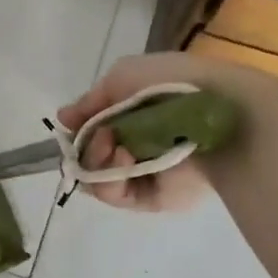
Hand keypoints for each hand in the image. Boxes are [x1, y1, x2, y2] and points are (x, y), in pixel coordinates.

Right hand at [56, 52, 222, 213]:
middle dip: (86, 148)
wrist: (214, 109)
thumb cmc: (171, 84)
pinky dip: (110, 179)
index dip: (79, 132)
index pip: (93, 132)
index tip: (74, 125)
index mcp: (134, 117)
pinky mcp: (155, 200)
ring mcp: (146, 175)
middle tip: (101, 137)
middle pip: (90, 159)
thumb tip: (63, 118)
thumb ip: (90, 102)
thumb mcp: (122, 77)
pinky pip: (118, 196)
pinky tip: (125, 159)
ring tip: (113, 145)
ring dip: (96, 162)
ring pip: (98, 180)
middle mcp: (138, 147)